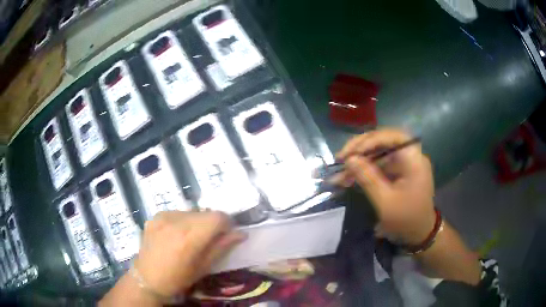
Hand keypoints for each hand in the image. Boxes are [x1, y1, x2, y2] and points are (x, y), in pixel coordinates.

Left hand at [134, 211, 245, 296]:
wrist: (147, 278)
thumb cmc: (178, 278)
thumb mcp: (203, 267)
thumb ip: (222, 247)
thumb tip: (241, 233)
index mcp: (190, 237)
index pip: (218, 216)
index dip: (226, 224)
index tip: (226, 234)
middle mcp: (176, 221)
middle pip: (205, 212)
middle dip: (212, 223)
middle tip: (209, 239)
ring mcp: (163, 216)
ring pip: (191, 212)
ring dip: (197, 222)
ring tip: (190, 238)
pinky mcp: (155, 216)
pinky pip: (177, 213)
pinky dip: (182, 221)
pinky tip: (176, 235)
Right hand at [333, 129, 434, 244]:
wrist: (419, 234)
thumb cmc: (406, 220)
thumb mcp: (385, 202)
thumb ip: (368, 178)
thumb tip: (349, 159)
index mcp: (414, 160)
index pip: (393, 137)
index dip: (371, 140)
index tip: (351, 153)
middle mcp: (410, 156)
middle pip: (383, 141)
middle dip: (360, 149)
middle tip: (340, 159)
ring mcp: (403, 163)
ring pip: (378, 154)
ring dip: (358, 162)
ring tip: (339, 174)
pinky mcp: (397, 172)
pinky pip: (378, 165)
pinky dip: (363, 170)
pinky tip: (348, 178)